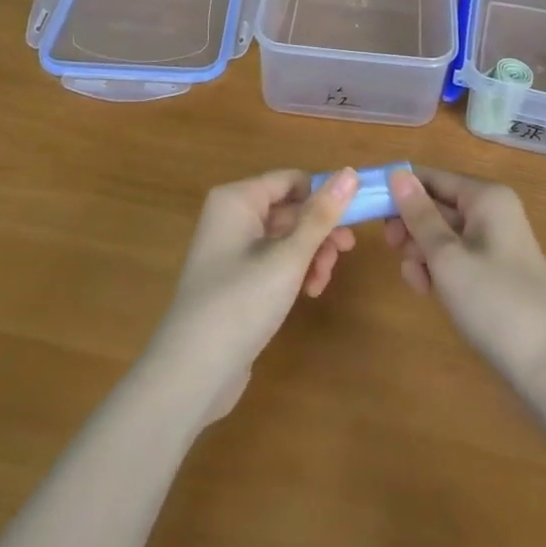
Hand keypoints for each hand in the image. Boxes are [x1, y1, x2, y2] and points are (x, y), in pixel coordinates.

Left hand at [149, 168, 358, 422]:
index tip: (353, 221)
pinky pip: (273, 261)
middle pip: (290, 209)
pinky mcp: (235, 281)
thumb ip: (322, 215)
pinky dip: (294, 272)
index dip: (324, 196)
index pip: (292, 180)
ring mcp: (231, 250)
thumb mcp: (289, 257)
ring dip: (311, 255)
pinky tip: (308, 293)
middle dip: (319, 232)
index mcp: (238, 199)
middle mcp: (232, 216)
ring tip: (321, 282)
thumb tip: (351, 172)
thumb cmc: (241, 302)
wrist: (191, 374)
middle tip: (345, 253)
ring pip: (285, 238)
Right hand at [386, 167, 545, 385]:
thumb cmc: (493, 302)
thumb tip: (397, 174)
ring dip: (423, 252)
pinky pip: (457, 256)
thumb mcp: (447, 257)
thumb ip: (419, 215)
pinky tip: (428, 291)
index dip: (400, 190)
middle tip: (392, 249)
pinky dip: (439, 268)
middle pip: (438, 205)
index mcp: (486, 197)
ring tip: (417, 281)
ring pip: (444, 233)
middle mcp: (494, 210)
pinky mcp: (495, 270)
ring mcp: (496, 241)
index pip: (433, 177)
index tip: (368, 208)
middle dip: (412, 226)